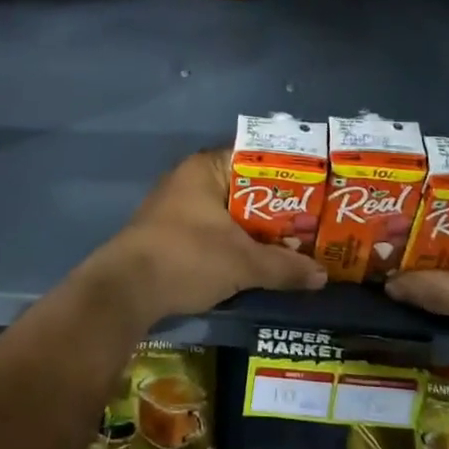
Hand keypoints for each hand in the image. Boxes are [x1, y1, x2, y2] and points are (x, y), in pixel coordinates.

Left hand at [83, 148, 326, 326]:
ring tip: (293, 244)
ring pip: (229, 212)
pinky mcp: (170, 233)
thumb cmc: (187, 257)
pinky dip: (235, 242)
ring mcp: (177, 206)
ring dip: (256, 229)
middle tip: (311, 223)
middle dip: (276, 208)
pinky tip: (257, 260)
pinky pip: (213, 229)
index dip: (287, 173)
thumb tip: (322, 275)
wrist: (126, 290)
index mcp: (205, 168)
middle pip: (244, 188)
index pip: (255, 158)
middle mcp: (190, 179)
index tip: (316, 189)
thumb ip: (284, 266)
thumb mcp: (242, 263)